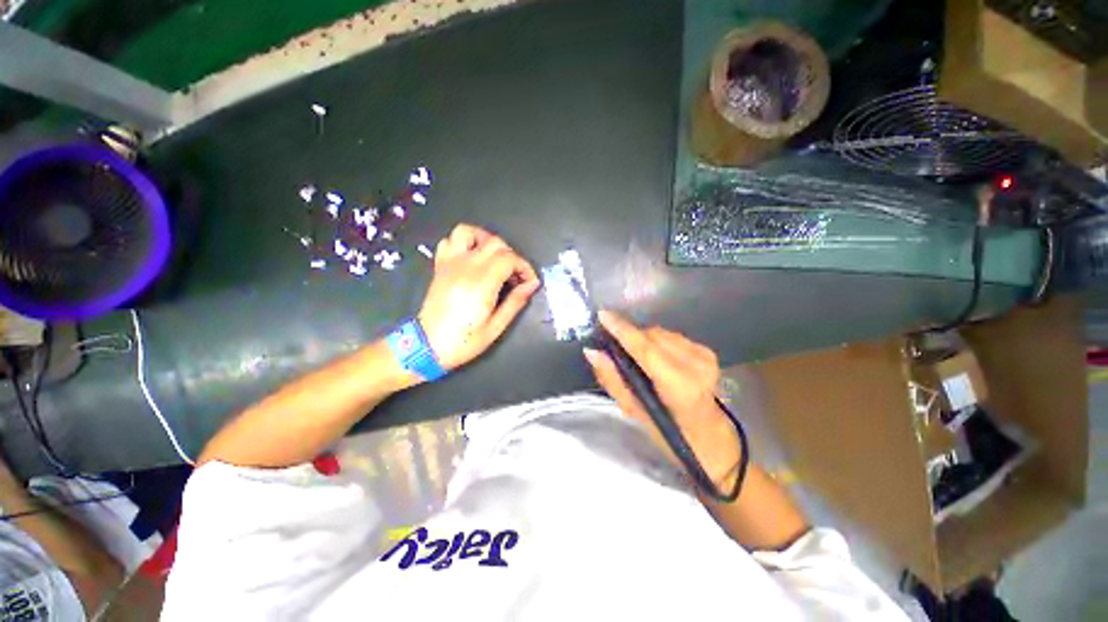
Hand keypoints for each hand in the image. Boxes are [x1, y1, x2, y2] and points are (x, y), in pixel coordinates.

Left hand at [417, 224, 539, 369]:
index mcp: (482, 282)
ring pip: (469, 232)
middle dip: (512, 256)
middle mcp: (466, 266)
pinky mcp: (441, 266)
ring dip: (487, 240)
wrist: (427, 347)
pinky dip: (464, 243)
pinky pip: (449, 241)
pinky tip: (473, 258)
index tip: (529, 283)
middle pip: (495, 243)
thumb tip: (532, 285)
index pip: (510, 258)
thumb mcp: (496, 327)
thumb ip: (516, 302)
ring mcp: (450, 263)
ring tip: (495, 259)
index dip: (525, 267)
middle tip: (515, 277)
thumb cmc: (464, 341)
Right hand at [584, 311, 740, 487]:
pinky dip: (657, 342)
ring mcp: (704, 355)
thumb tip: (592, 352)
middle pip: (651, 336)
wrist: (709, 435)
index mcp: (680, 386)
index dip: (622, 330)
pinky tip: (656, 358)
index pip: (645, 349)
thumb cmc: (668, 431)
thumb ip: (612, 379)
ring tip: (637, 357)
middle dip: (630, 336)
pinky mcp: (707, 350)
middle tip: (616, 346)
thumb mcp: (634, 411)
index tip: (603, 315)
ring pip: (660, 333)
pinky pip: (671, 336)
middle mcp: (696, 365)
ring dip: (643, 339)